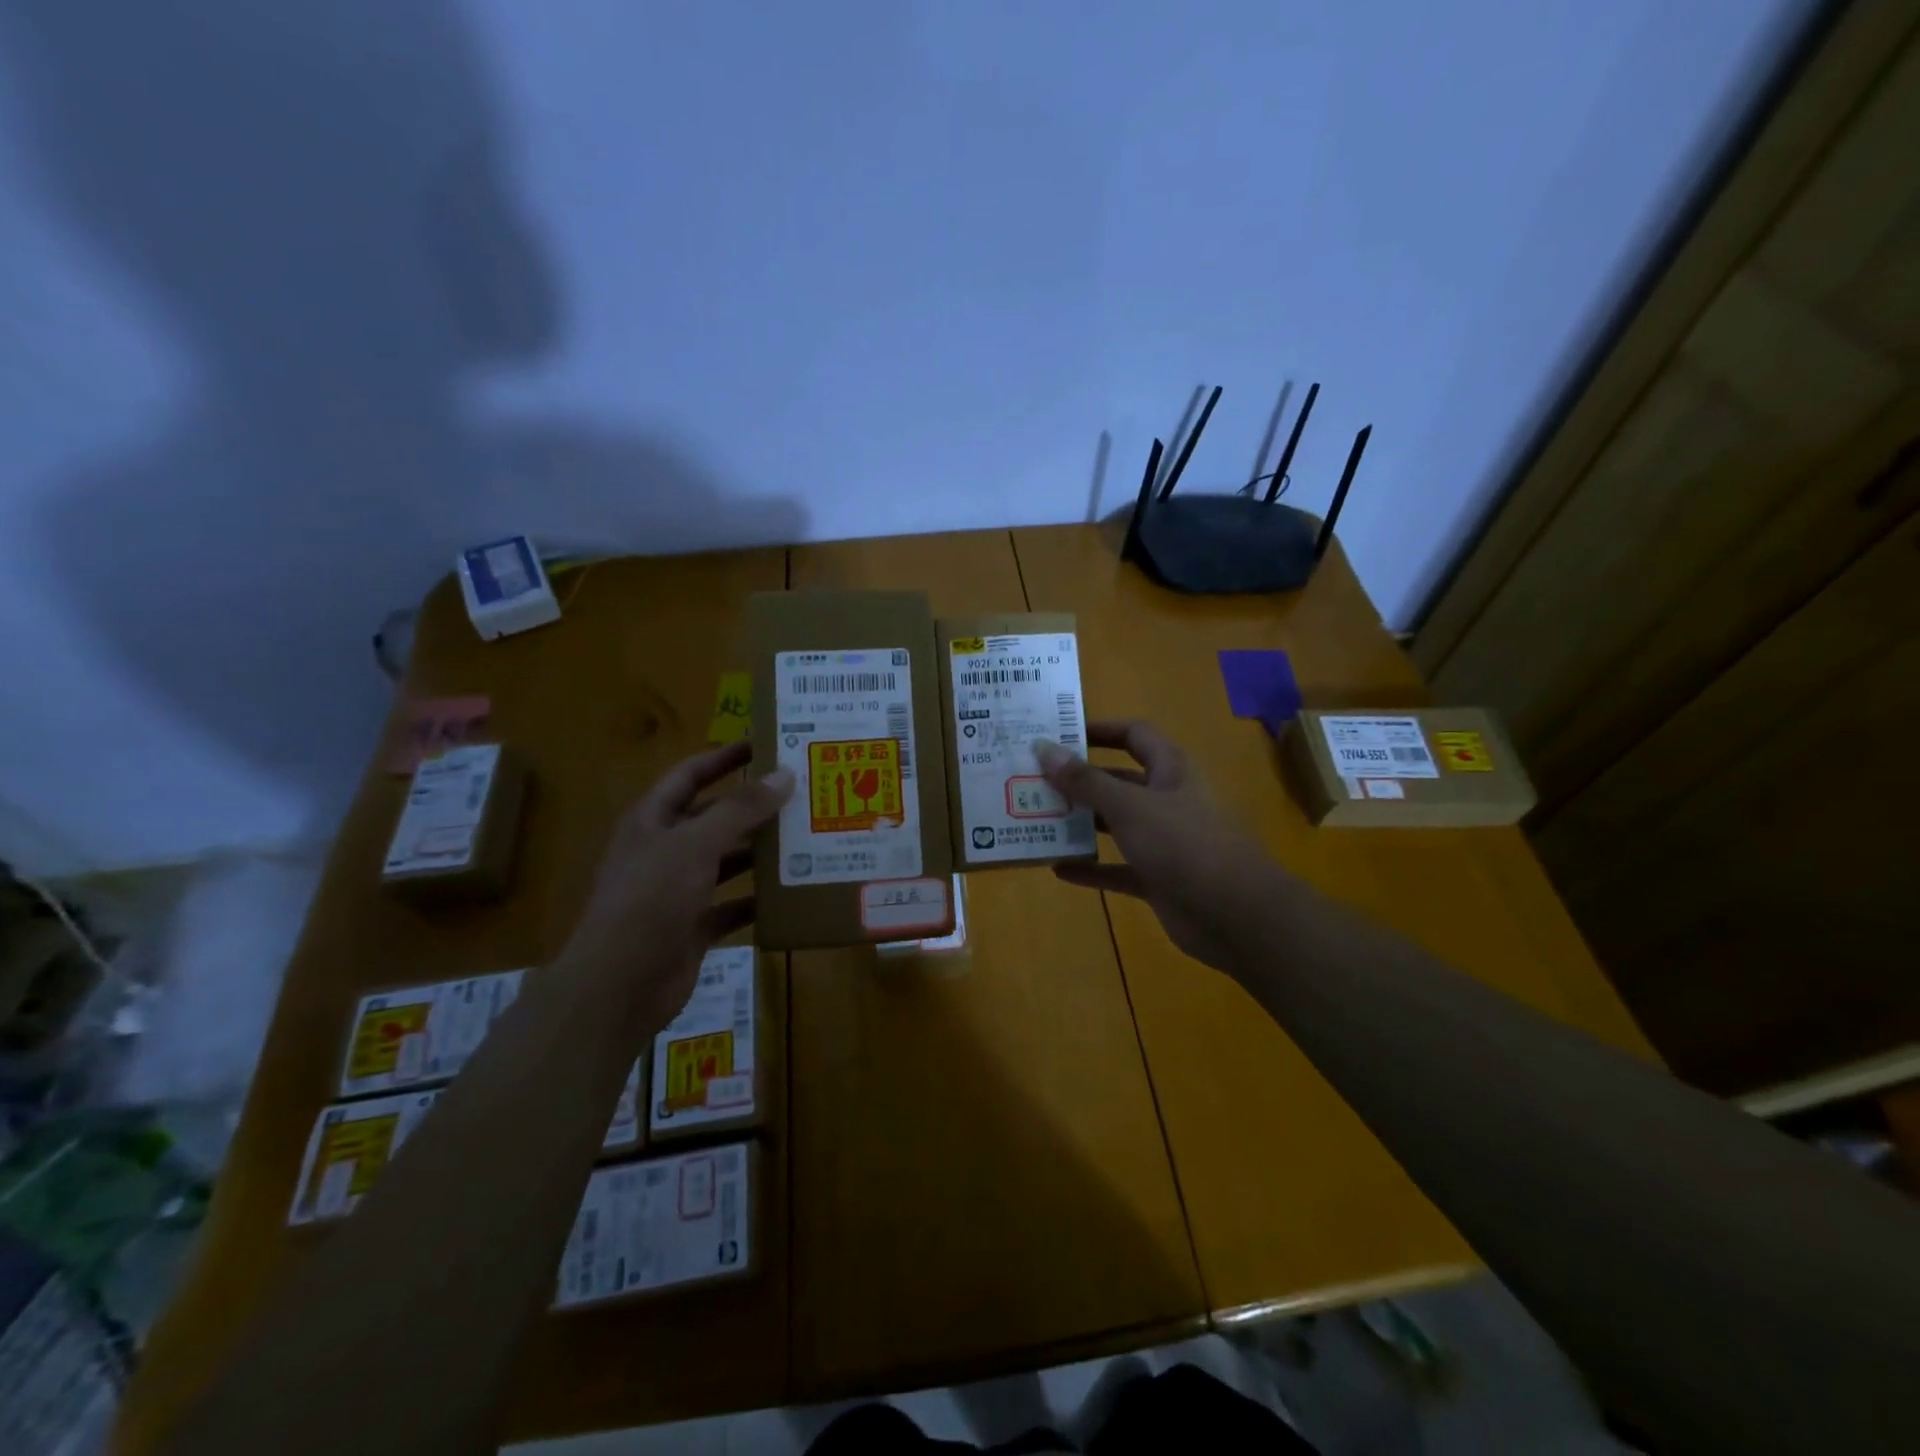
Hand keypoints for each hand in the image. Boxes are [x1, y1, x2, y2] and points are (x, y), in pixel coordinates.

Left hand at [561, 742, 792, 1032]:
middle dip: (753, 807)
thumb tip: (783, 774)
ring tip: (806, 839)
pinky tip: (791, 894)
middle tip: (800, 795)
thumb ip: (740, 809)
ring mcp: (678, 890)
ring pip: (726, 861)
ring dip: (760, 853)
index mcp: (653, 820)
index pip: (691, 774)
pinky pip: (732, 905)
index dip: (724, 757)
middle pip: (714, 817)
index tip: (765, 744)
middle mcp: (664, 850)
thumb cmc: (651, 899)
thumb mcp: (696, 844)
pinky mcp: (693, 925)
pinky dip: (758, 901)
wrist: (619, 985)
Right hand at [1036, 720, 1277, 971]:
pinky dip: (1091, 868)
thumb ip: (1085, 781)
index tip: (1059, 734)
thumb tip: (1044, 748)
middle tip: (1033, 780)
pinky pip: (1117, 868)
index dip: (1100, 730)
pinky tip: (1057, 869)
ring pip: (1115, 825)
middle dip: (1079, 781)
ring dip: (1081, 824)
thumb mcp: (1129, 806)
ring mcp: (1164, 842)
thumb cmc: (1184, 845)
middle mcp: (1167, 800)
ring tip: (1036, 820)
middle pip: (1118, 781)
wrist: (1236, 915)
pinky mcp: (1158, 879)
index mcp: (1170, 770)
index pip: (1134, 735)